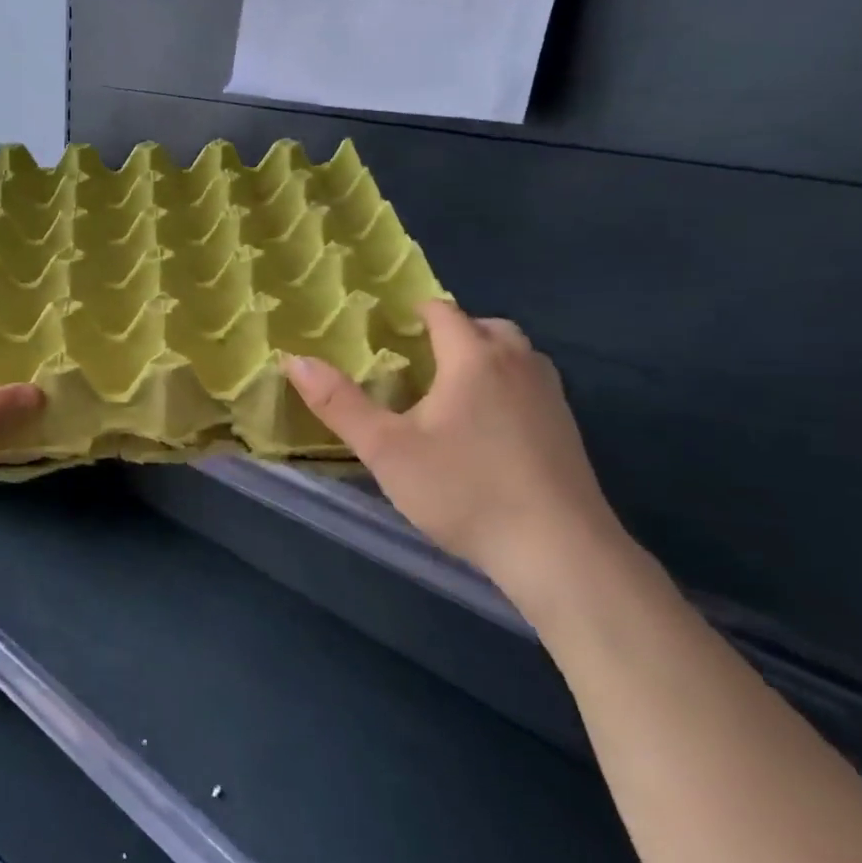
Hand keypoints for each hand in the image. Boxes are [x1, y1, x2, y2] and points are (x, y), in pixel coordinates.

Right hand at [282, 301, 630, 621]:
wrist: (558, 550)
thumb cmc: (463, 490)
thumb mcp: (386, 449)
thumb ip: (339, 403)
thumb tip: (293, 359)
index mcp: (474, 358)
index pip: (444, 312)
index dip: (415, 312)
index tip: (390, 326)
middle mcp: (519, 364)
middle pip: (486, 327)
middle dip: (453, 332)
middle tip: (418, 360)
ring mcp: (551, 396)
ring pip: (515, 356)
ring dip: (484, 358)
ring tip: (450, 391)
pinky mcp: (568, 430)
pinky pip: (530, 387)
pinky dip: (505, 388)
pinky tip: (486, 430)